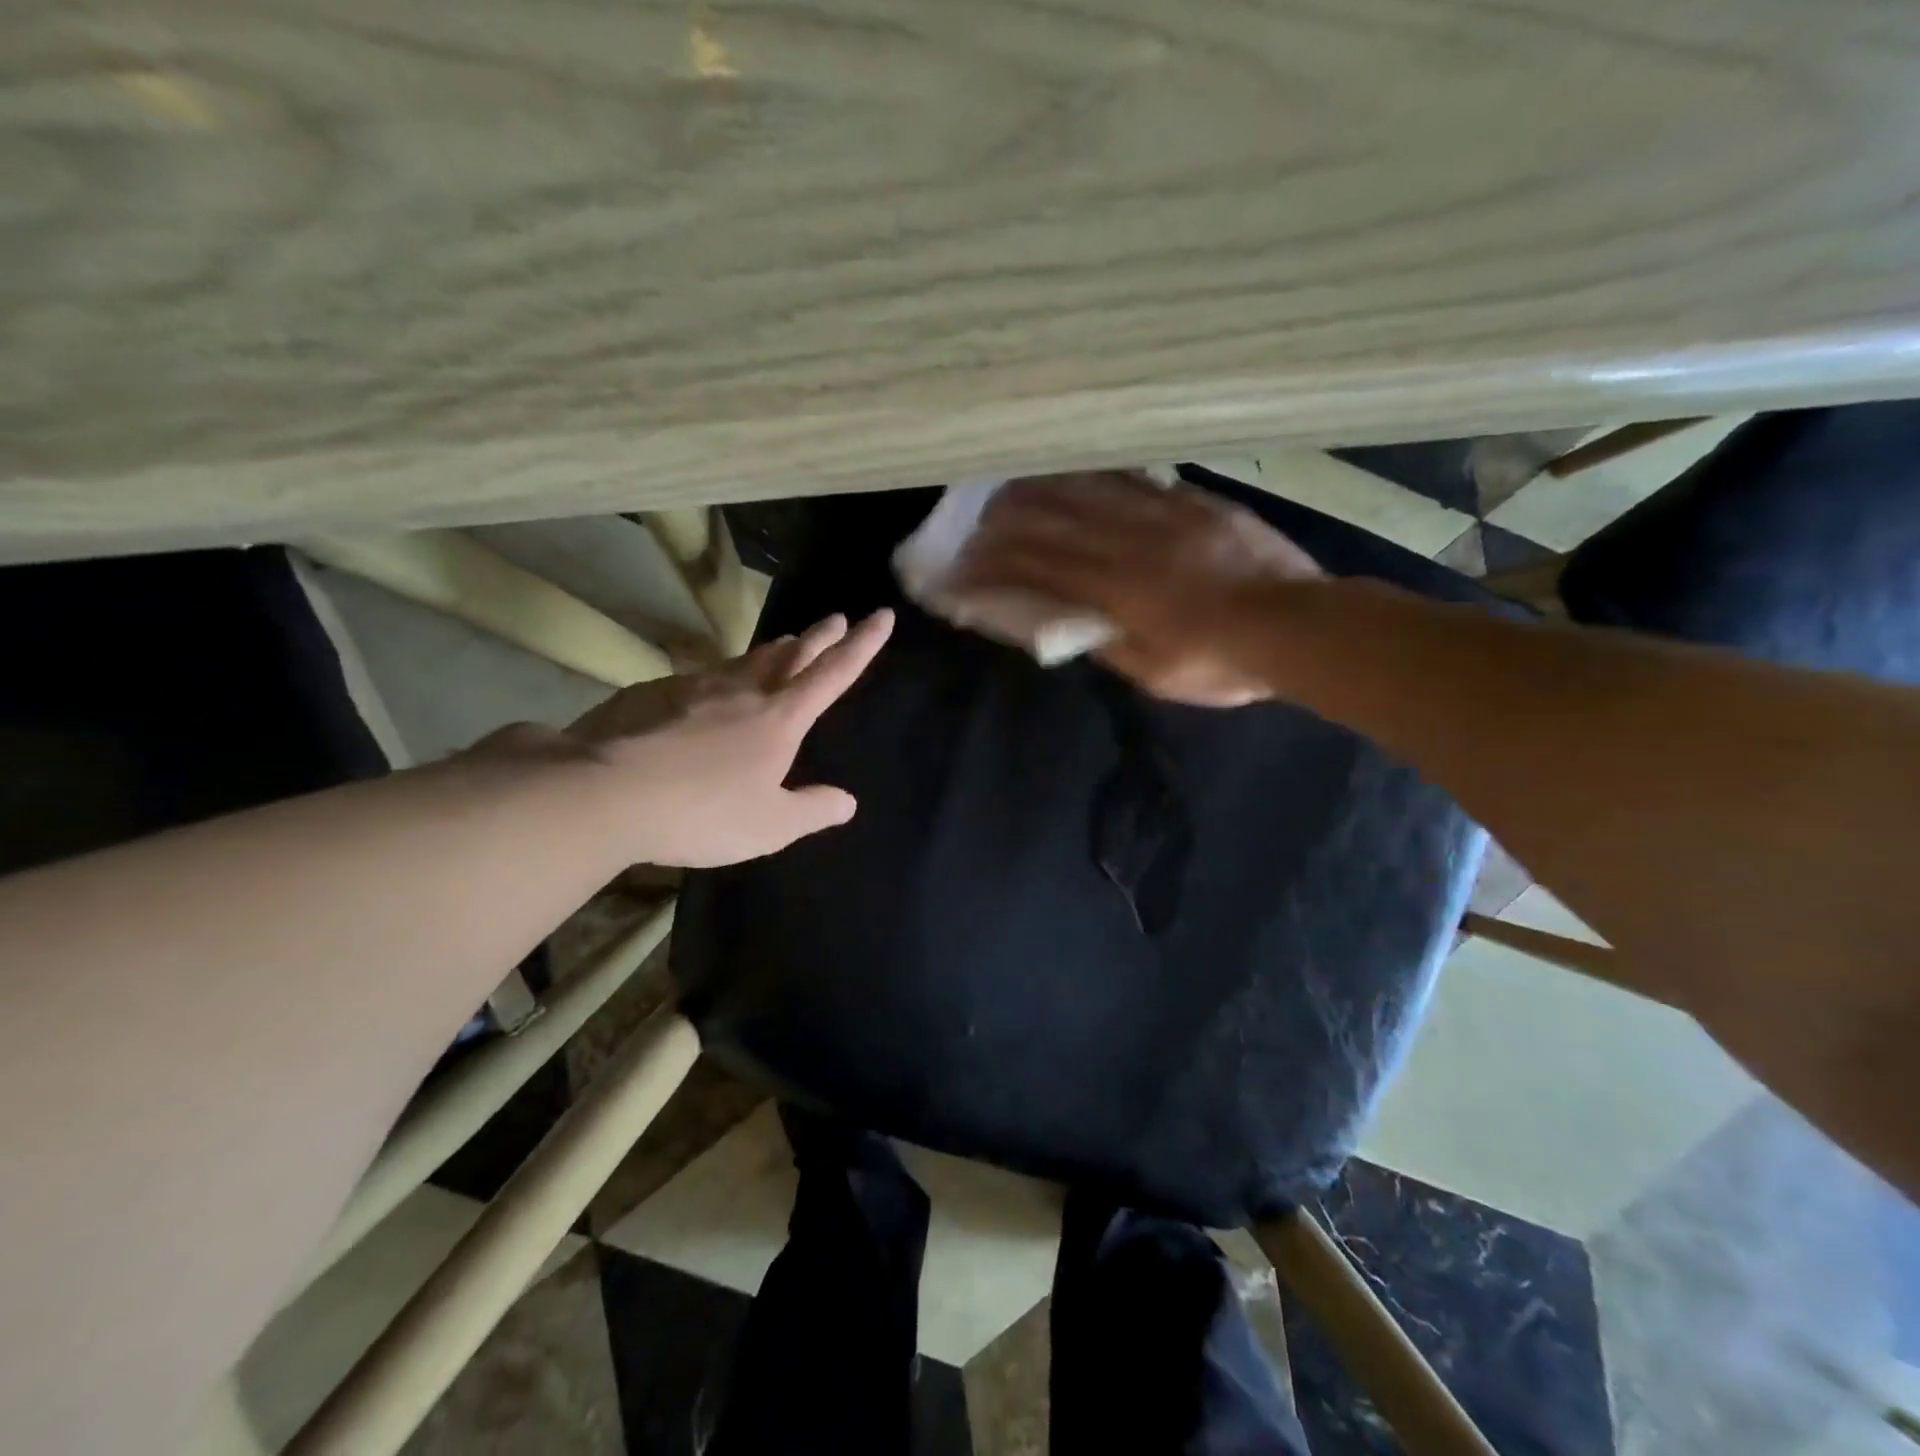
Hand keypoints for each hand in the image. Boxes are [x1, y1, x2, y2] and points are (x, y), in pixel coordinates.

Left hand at [567, 610, 893, 866]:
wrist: (605, 792)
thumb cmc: (703, 812)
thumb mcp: (770, 826)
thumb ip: (812, 811)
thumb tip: (847, 801)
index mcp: (780, 718)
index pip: (833, 674)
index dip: (862, 645)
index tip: (881, 615)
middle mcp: (743, 691)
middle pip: (790, 654)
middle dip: (819, 636)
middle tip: (836, 618)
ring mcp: (695, 687)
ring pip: (745, 660)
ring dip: (772, 650)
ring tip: (785, 644)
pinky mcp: (654, 693)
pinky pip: (701, 677)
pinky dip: (721, 675)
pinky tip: (711, 687)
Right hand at [956, 471, 1321, 705]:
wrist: (1299, 625)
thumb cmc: (1222, 662)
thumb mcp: (1154, 673)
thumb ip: (1109, 645)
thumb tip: (1073, 625)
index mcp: (1116, 588)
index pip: (1038, 565)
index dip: (995, 564)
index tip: (965, 566)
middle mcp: (1131, 540)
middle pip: (1054, 517)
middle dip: (1007, 519)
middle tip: (977, 522)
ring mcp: (1165, 514)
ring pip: (1090, 489)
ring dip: (1045, 488)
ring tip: (1016, 488)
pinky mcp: (1194, 502)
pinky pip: (1135, 479)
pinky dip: (1097, 477)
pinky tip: (1081, 474)